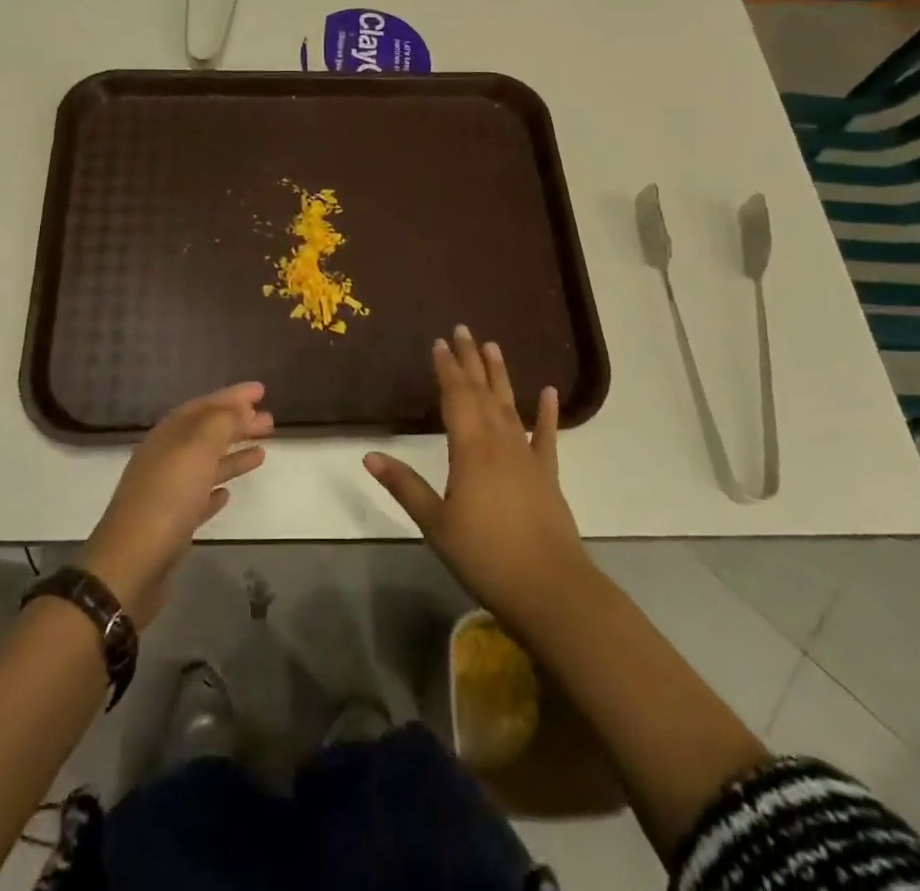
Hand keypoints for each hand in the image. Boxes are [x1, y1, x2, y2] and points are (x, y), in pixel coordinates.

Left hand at [79, 383, 272, 623]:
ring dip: (232, 455)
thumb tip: (239, 406)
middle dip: (237, 424)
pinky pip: (197, 498)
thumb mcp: (197, 450)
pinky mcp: (171, 525)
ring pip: (205, 464)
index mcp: (168, 436)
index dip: (232, 396)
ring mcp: (166, 492)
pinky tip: (228, 494)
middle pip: (206, 433)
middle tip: (269, 421)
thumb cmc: (167, 498)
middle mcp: (165, 458)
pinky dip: (214, 489)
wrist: (131, 565)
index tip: (261, 391)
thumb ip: (221, 423)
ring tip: (262, 453)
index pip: (204, 406)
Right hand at [364, 326, 593, 631]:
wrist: (550, 589)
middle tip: (463, 330)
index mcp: (470, 449)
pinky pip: (546, 437)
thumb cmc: (485, 556)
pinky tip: (549, 393)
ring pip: (510, 405)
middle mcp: (499, 442)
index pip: (455, 397)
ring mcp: (526, 457)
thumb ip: (405, 486)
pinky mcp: (547, 475)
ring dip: (500, 375)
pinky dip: (547, 414)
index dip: (446, 368)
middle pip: (482, 392)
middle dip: (470, 360)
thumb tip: (370, 455)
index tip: (439, 342)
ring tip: (493, 346)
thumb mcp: (436, 524)